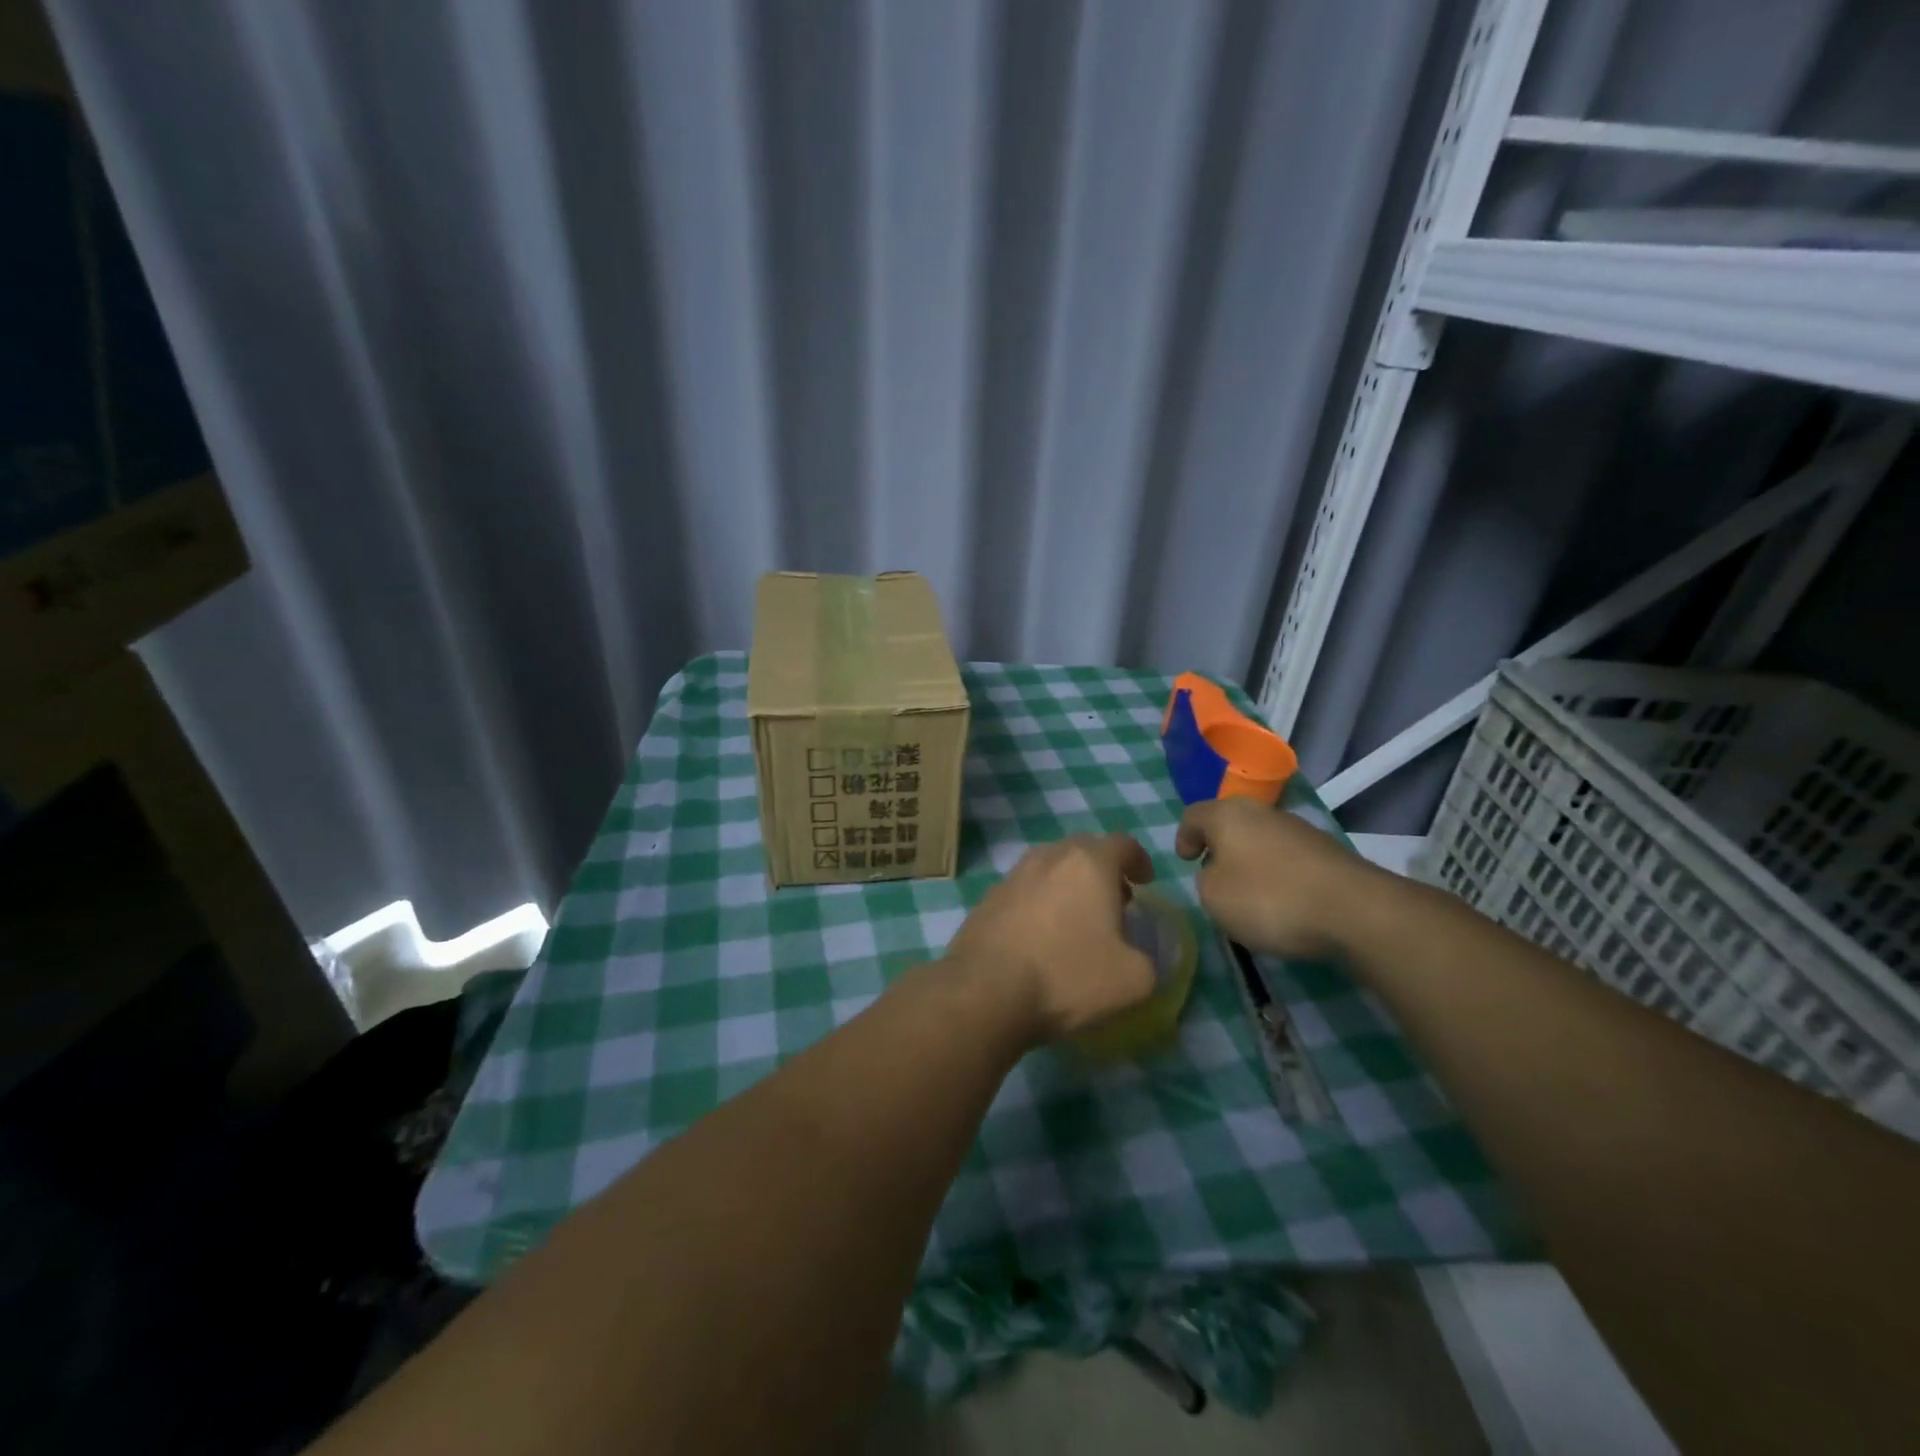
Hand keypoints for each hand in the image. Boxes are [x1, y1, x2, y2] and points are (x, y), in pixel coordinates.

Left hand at [946, 834, 1157, 1041]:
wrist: (986, 991)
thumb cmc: (1067, 976)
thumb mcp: (1133, 979)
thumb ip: (1149, 959)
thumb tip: (1136, 955)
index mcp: (1089, 863)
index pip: (1123, 844)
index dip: (1139, 861)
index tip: (1145, 882)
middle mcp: (1049, 857)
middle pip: (1083, 850)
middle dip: (1103, 871)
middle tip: (1115, 902)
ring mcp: (1013, 875)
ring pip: (1050, 868)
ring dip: (1069, 885)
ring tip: (1077, 920)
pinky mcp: (988, 898)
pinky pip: (1025, 890)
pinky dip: (1041, 902)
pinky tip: (1042, 936)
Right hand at [1174, 799, 1377, 959]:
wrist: (1353, 911)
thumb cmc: (1268, 898)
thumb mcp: (1213, 896)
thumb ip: (1205, 879)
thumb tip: (1221, 872)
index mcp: (1228, 814)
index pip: (1193, 815)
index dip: (1183, 837)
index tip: (1185, 862)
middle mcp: (1263, 812)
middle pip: (1231, 824)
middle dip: (1220, 848)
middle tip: (1213, 877)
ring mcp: (1299, 830)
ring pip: (1261, 840)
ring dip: (1251, 862)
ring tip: (1250, 896)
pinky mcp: (1327, 852)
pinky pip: (1288, 859)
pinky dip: (1278, 876)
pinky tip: (1284, 903)